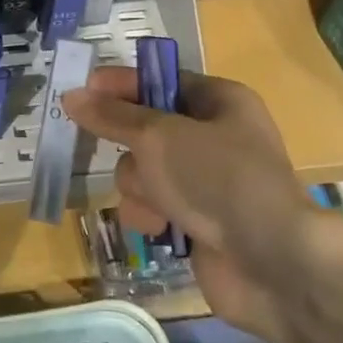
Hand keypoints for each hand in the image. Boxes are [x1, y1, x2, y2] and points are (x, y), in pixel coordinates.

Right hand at [63, 68, 338, 342]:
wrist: (270, 262)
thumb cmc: (218, 180)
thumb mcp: (158, 137)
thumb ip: (112, 117)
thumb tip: (72, 96)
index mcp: (220, 102)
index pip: (161, 81)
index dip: (122, 84)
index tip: (83, 92)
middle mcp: (214, 137)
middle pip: (145, 130)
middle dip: (132, 149)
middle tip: (125, 153)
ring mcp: (204, 182)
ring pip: (142, 171)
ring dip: (139, 187)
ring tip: (156, 203)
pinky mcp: (195, 220)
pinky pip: (151, 206)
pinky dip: (149, 215)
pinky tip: (159, 228)